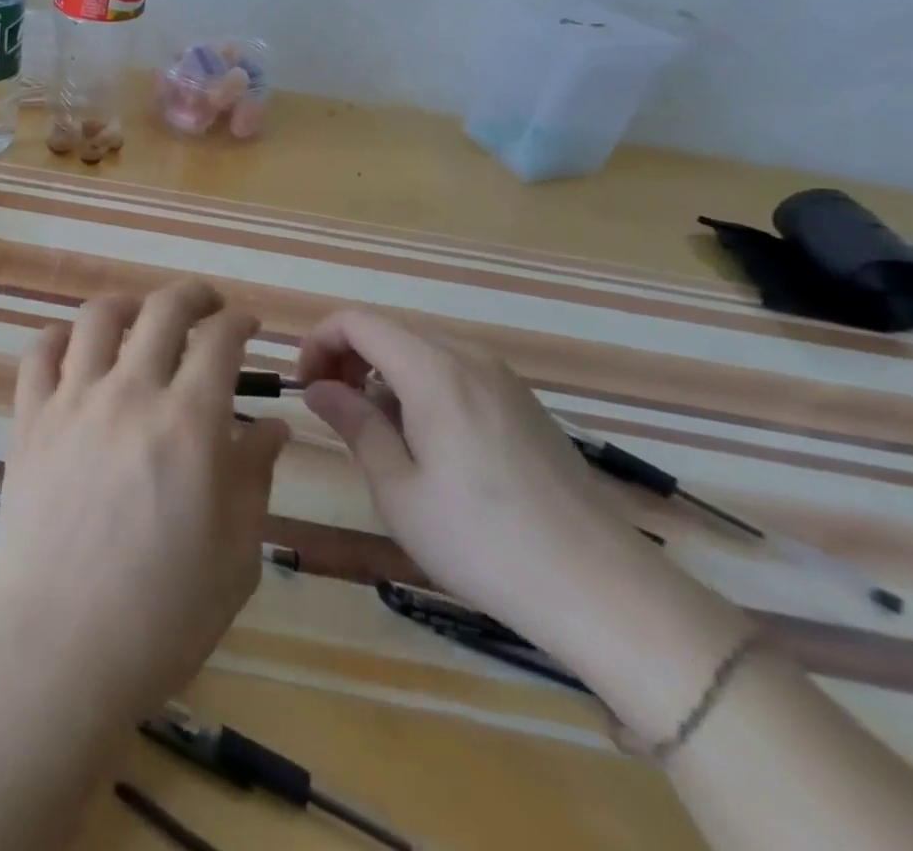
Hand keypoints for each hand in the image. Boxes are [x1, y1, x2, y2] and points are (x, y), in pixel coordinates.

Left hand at [0, 281, 291, 723]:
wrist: (59, 648)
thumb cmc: (162, 614)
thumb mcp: (235, 553)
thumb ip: (255, 476)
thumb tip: (273, 426)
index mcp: (189, 423)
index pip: (219, 340)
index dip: (239, 322)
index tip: (247, 326)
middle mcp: (130, 393)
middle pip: (162, 309)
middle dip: (193, 295)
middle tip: (206, 304)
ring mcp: (72, 401)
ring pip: (97, 316)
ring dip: (127, 304)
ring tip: (140, 317)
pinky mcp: (28, 419)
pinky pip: (38, 353)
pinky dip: (59, 337)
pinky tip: (74, 348)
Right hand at [297, 310, 682, 662]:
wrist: (605, 591)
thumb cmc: (483, 543)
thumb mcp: (398, 489)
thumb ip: (354, 424)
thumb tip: (317, 387)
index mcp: (433, 371)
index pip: (357, 321)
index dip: (319, 343)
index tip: (307, 388)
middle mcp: (469, 358)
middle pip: (389, 330)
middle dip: (348, 357)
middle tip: (333, 410)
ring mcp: (503, 379)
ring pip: (421, 349)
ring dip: (383, 372)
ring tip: (377, 431)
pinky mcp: (523, 403)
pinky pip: (454, 371)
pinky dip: (420, 385)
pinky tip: (427, 442)